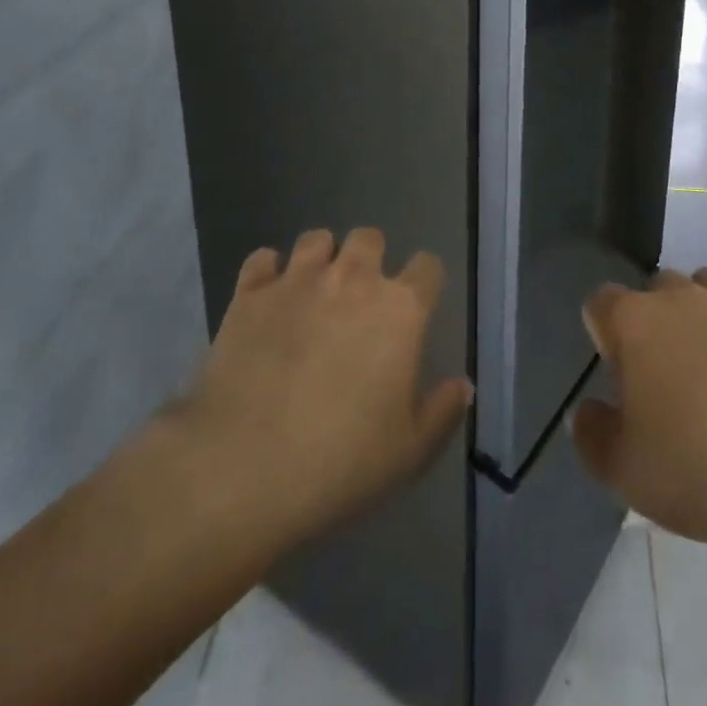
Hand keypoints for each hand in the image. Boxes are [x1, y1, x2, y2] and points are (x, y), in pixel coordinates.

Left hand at [169, 228, 471, 550]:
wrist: (244, 467)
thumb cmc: (341, 462)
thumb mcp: (410, 452)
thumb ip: (442, 411)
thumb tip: (462, 385)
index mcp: (400, 309)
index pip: (428, 267)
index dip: (424, 281)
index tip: (416, 306)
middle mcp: (353, 279)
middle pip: (369, 237)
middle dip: (369, 259)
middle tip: (359, 298)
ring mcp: (298, 280)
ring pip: (316, 239)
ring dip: (320, 259)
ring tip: (313, 292)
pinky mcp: (250, 294)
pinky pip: (262, 259)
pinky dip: (267, 273)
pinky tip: (267, 301)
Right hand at [571, 268, 706, 554]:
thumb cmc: (701, 470)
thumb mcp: (624, 472)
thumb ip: (592, 435)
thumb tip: (588, 411)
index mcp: (635, 321)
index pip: (601, 303)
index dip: (604, 336)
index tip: (618, 378)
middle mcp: (682, 297)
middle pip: (655, 291)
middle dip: (653, 324)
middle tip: (665, 381)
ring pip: (705, 291)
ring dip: (700, 319)